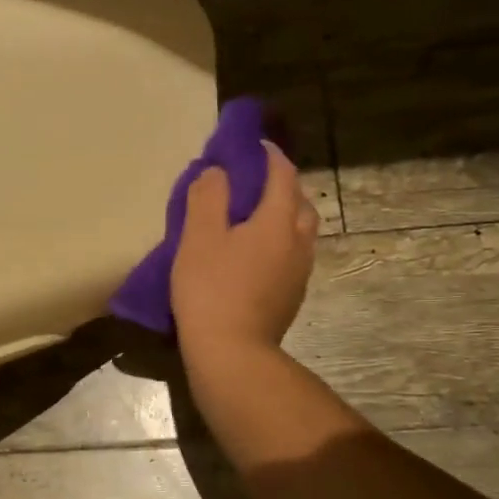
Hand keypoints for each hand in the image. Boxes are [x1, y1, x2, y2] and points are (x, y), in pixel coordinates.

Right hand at [170, 141, 316, 357]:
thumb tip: (218, 173)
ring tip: (253, 218)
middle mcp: (299, 241)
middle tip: (251, 183)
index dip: (268, 154)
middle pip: (298, 201)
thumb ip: (208, 197)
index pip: (282, 173)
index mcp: (278, 220)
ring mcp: (299, 271)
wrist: (231, 354)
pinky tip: (255, 254)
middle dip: (279, 184)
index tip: (250, 145)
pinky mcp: (292, 295)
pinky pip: (292, 254)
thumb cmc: (211, 290)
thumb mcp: (198, 237)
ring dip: (282, 215)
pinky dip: (279, 241)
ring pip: (299, 230)